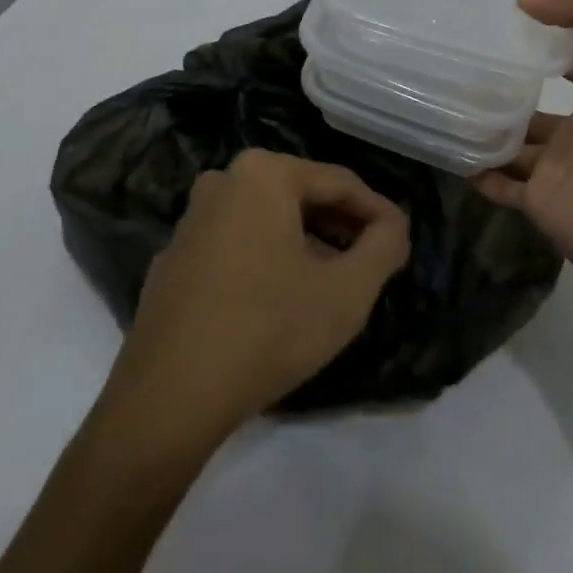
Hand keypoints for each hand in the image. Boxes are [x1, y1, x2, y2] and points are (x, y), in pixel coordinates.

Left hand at [102, 149, 409, 454]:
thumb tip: (394, 226)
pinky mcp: (174, 259)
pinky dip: (268, 259)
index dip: (379, 212)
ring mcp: (191, 221)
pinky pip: (237, 245)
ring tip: (335, 279)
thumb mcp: (347, 291)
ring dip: (307, 243)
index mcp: (263, 174)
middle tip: (373, 259)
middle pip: (301, 196)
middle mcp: (222, 182)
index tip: (403, 241)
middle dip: (342, 226)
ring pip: (268, 220)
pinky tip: (282, 298)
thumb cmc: (269, 329)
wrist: (169, 398)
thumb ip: (384, 246)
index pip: (340, 183)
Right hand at [477, 0, 572, 317]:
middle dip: (505, 84)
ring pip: (514, 141)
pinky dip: (477, 170)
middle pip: (537, 101)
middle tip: (456, 58)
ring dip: (485, 124)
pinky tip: (447, 148)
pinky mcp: (542, 203)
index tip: (500, 16)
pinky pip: (500, 184)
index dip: (548, 35)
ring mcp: (562, 167)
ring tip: (440, 97)